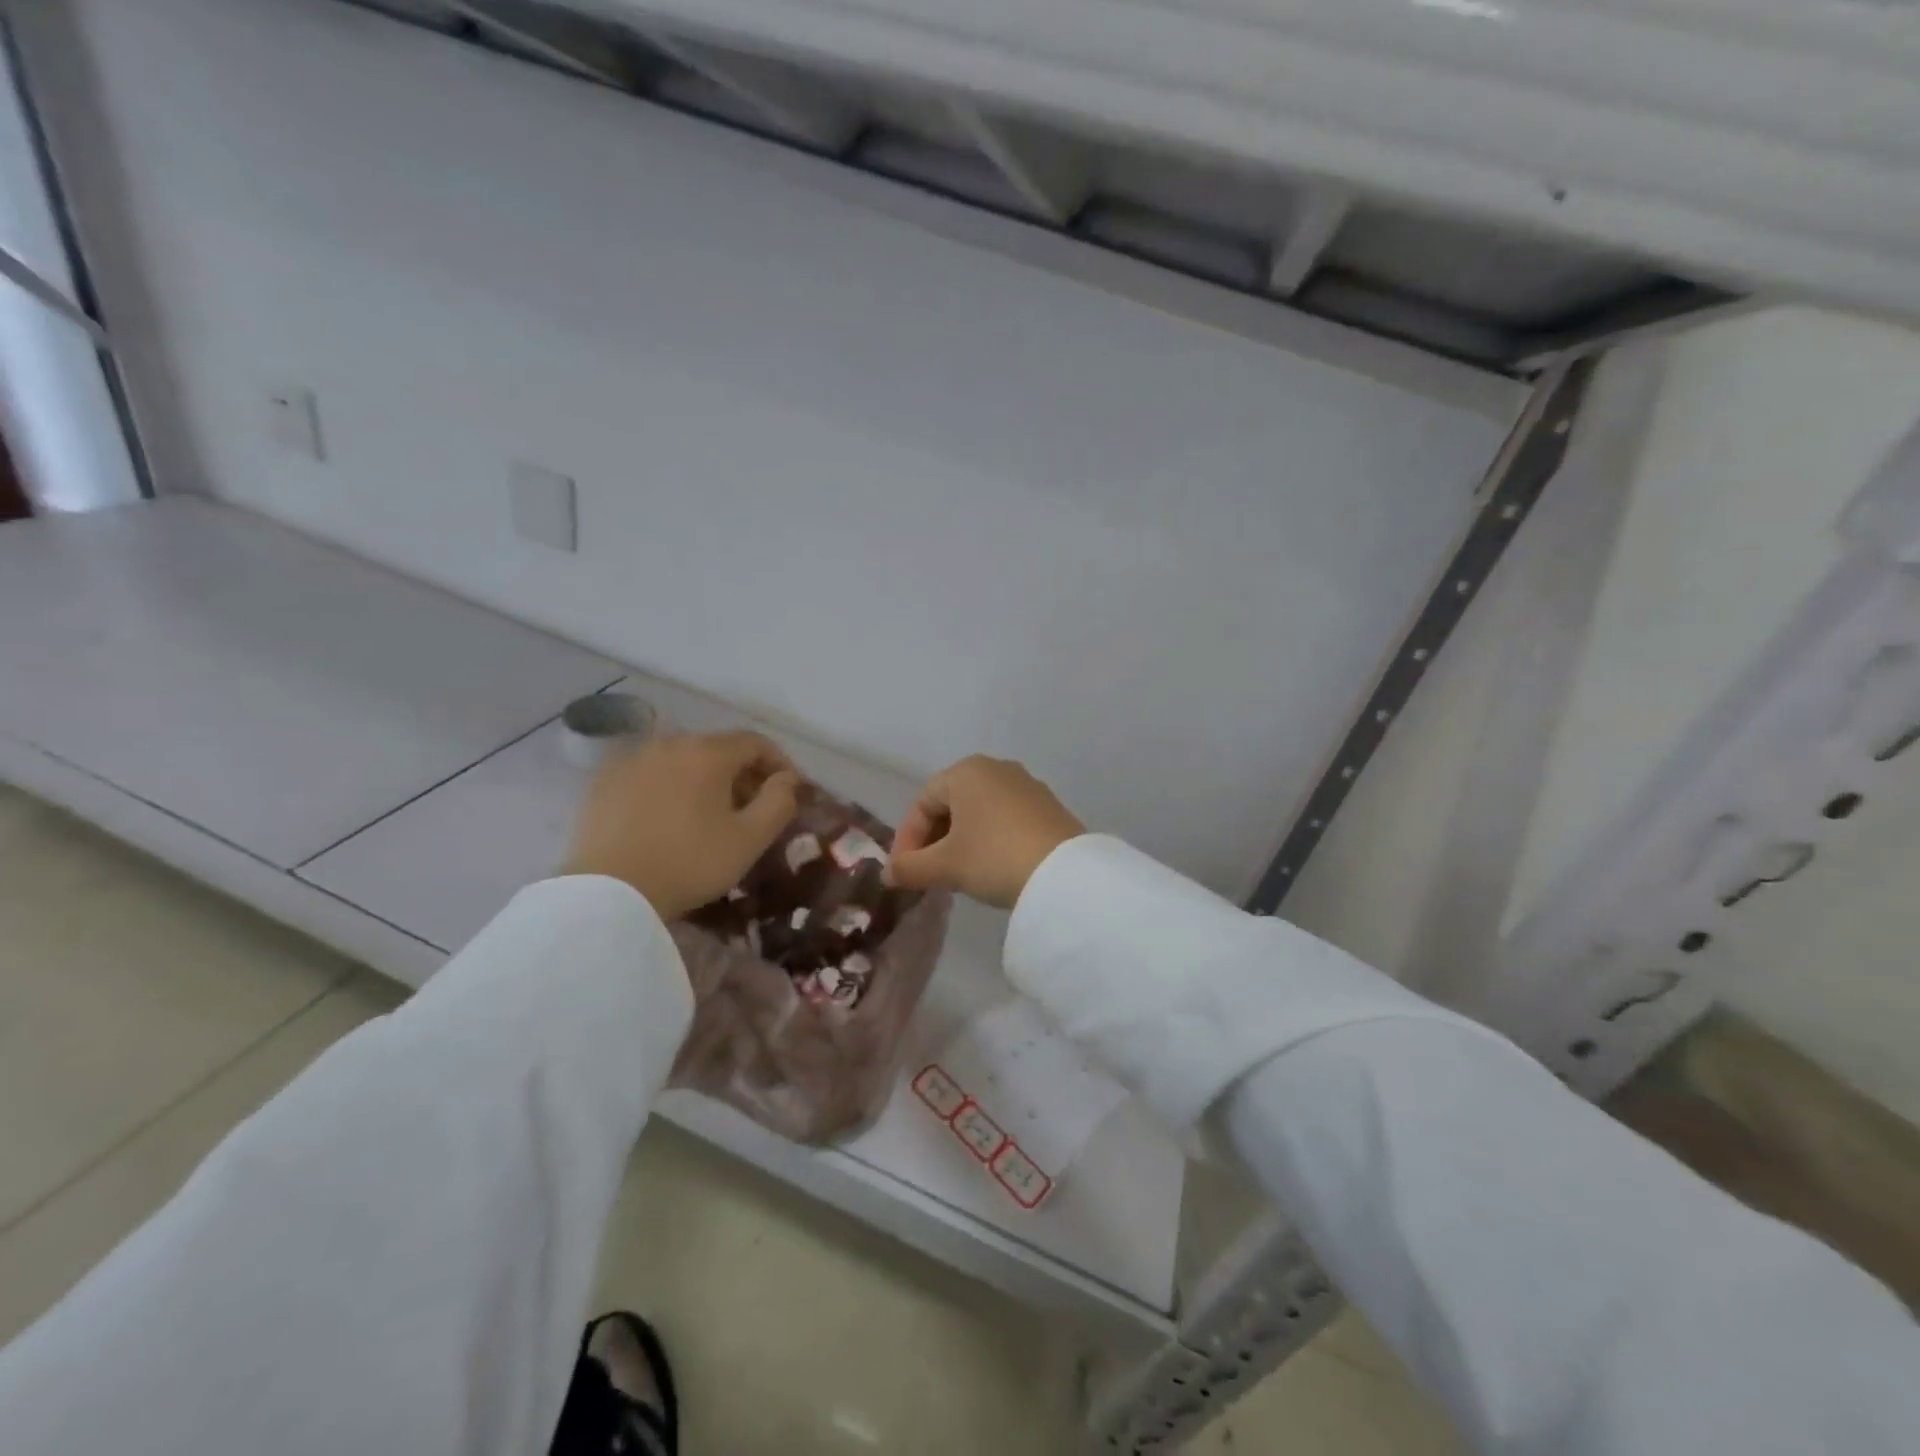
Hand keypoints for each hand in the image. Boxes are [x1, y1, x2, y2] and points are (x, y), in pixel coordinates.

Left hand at [563, 731, 800, 919]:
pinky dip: (669, 788)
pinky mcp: (604, 781)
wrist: (609, 893)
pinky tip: (670, 819)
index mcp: (707, 751)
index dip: (779, 763)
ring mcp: (632, 760)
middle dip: (742, 773)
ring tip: (710, 815)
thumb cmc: (689, 863)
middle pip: (717, 749)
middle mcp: (669, 743)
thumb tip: (788, 779)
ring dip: (704, 780)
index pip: (755, 742)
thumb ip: (779, 802)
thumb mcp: (749, 839)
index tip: (788, 791)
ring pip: (682, 760)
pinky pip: (650, 775)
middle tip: (752, 808)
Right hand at [887, 755, 1084, 908]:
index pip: (922, 803)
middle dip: (934, 840)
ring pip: (979, 812)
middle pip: (951, 804)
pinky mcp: (1048, 806)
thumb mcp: (945, 866)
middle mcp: (996, 768)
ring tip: (957, 874)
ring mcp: (1026, 785)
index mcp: (966, 771)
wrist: (1065, 874)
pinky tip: (991, 867)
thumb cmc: (994, 857)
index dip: (907, 840)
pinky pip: (1005, 819)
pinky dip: (989, 839)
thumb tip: (888, 875)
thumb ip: (910, 868)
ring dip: (961, 841)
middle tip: (927, 873)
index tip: (904, 873)